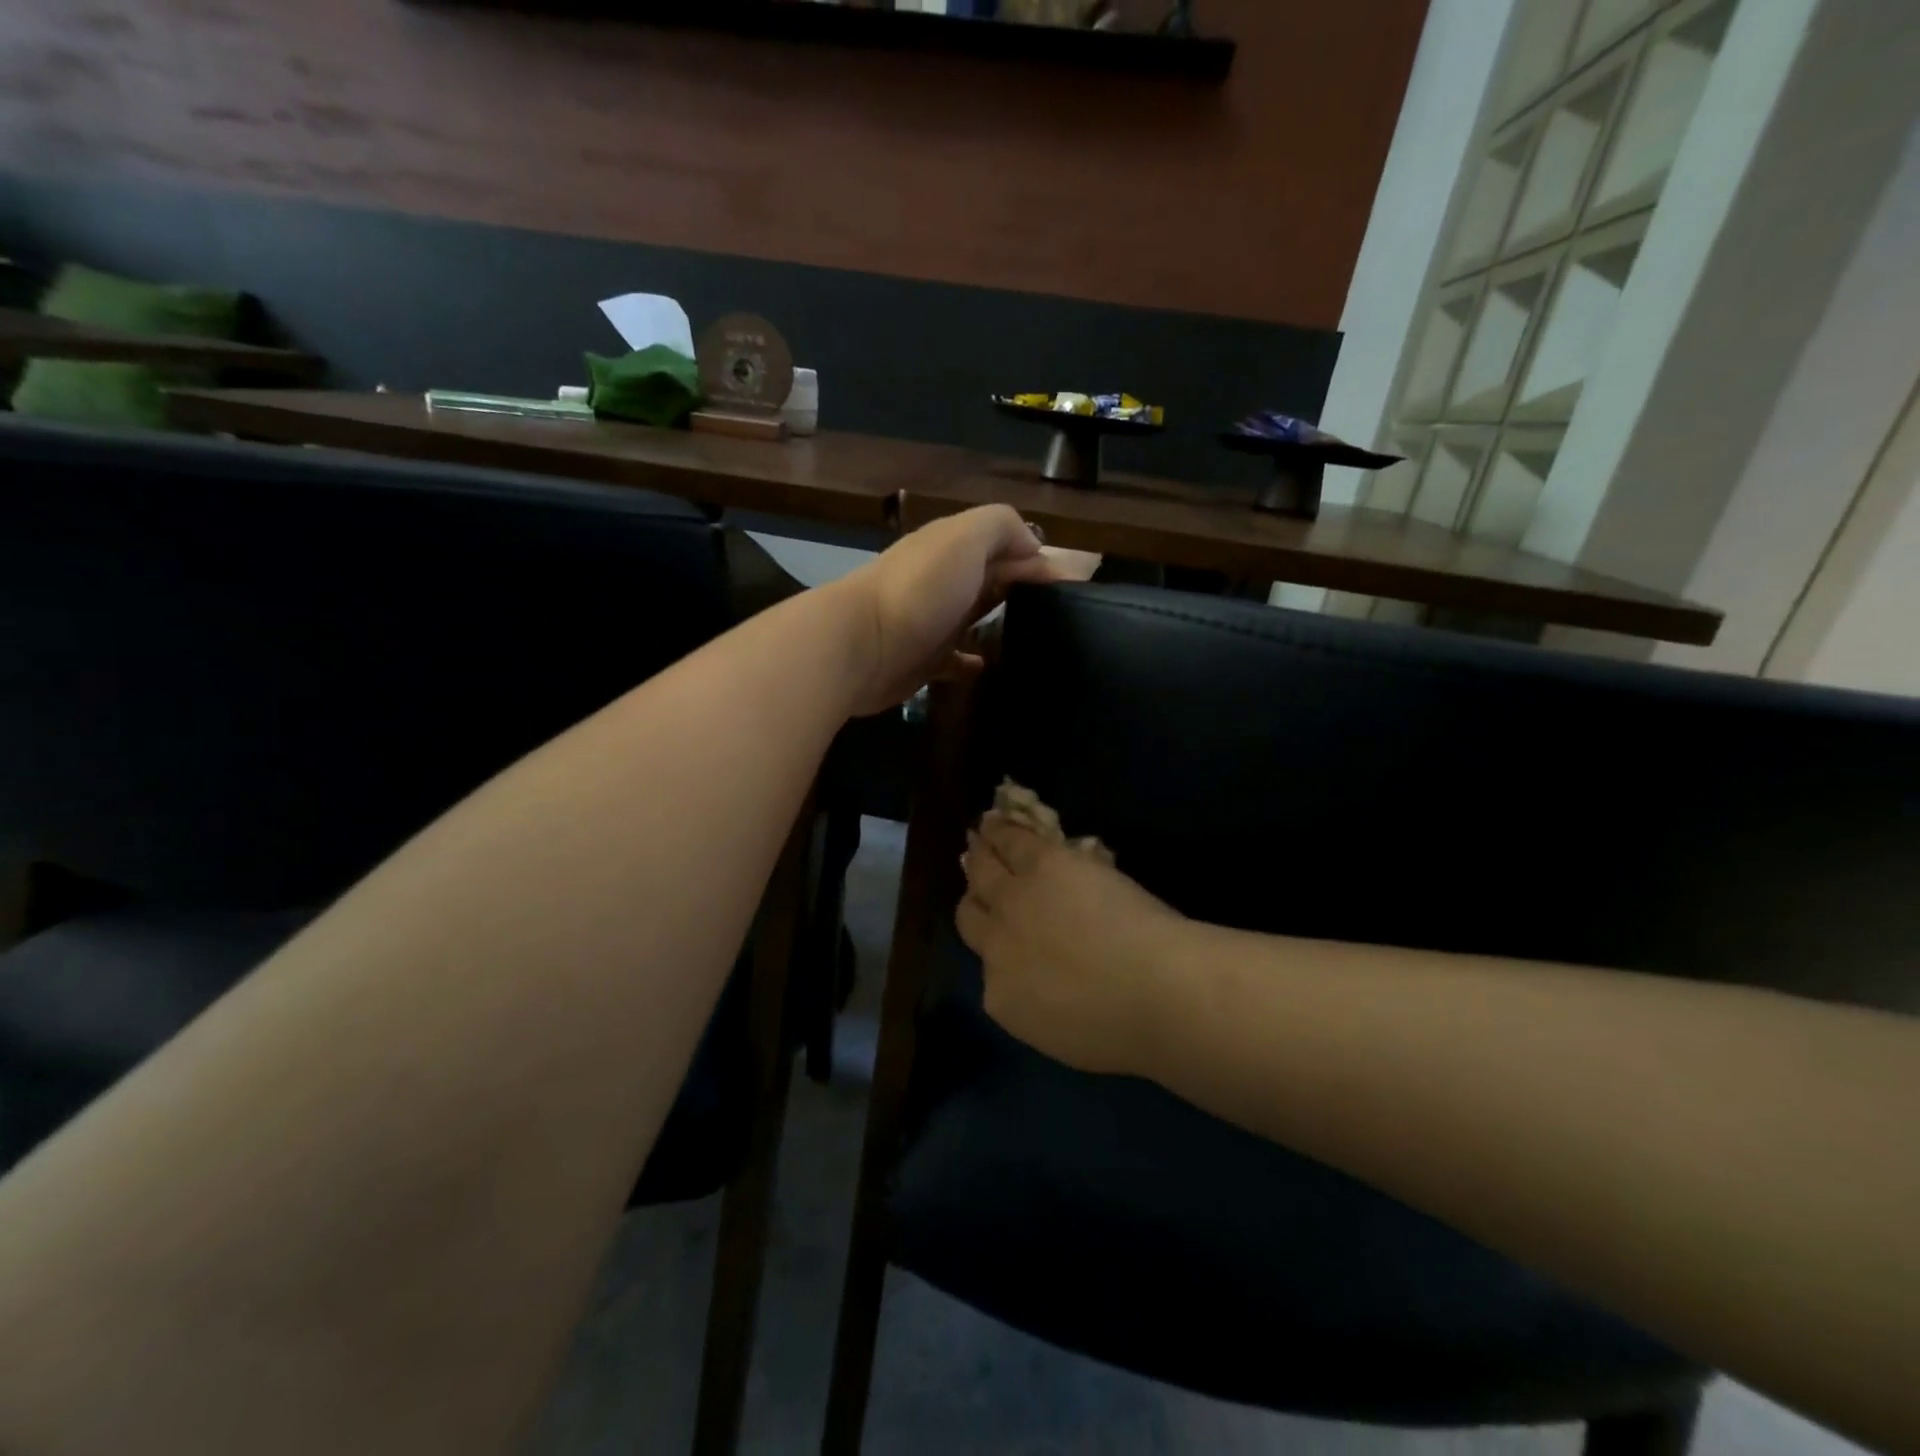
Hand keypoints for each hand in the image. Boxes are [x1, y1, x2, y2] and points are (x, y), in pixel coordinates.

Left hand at [836, 506, 1060, 716]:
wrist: (859, 646)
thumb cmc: (919, 590)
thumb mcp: (965, 538)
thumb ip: (1001, 527)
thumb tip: (1033, 546)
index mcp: (954, 548)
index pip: (1007, 547)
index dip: (1041, 561)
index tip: (1077, 587)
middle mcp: (944, 582)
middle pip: (993, 581)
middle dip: (1026, 590)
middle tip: (1066, 615)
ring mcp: (932, 623)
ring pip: (975, 617)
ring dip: (1001, 621)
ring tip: (1038, 640)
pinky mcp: (923, 661)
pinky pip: (955, 660)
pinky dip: (973, 661)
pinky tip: (990, 667)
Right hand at [958, 811, 1187, 1076]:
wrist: (1152, 989)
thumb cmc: (1126, 1029)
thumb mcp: (1066, 1034)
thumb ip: (1041, 1007)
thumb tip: (1043, 987)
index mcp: (1003, 997)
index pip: (987, 968)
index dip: (994, 947)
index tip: (1003, 937)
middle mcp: (995, 947)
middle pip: (972, 916)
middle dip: (975, 899)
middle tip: (979, 881)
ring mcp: (1014, 901)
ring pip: (984, 872)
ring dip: (980, 854)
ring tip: (979, 838)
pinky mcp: (1041, 864)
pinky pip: (1011, 842)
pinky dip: (1000, 830)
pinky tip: (994, 820)